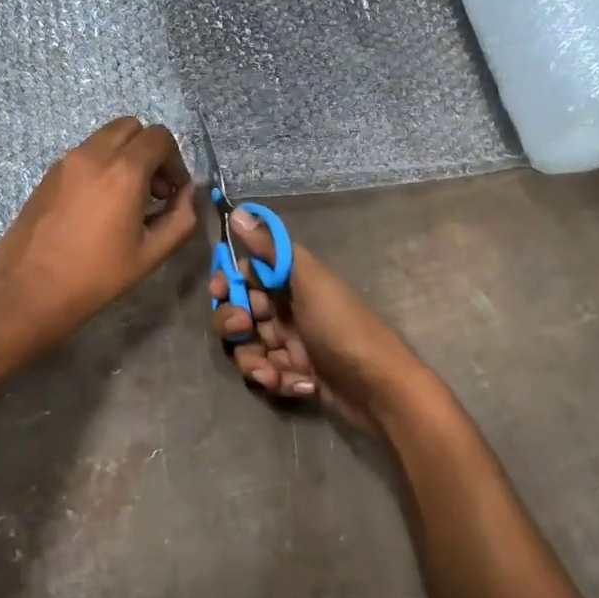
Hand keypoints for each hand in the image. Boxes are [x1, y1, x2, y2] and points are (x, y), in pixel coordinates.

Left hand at [0, 117, 195, 381]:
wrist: (30, 290)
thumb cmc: (96, 276)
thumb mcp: (152, 254)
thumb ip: (180, 218)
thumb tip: (187, 195)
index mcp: (124, 171)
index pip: (160, 138)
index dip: (175, 162)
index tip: (173, 192)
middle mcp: (94, 155)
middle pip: (131, 127)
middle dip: (149, 152)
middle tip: (152, 190)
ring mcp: (66, 162)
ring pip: (105, 138)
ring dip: (124, 157)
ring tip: (125, 200)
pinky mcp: (48, 174)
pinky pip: (84, 154)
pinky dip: (101, 166)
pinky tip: (99, 207)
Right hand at [210, 211, 429, 431]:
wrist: (379, 387)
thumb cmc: (343, 327)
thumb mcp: (309, 281)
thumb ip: (271, 249)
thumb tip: (239, 211)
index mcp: (292, 282)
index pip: (246, 275)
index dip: (227, 282)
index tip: (219, 291)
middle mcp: (288, 310)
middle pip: (239, 313)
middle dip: (233, 325)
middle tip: (245, 330)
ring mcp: (292, 345)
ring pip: (249, 349)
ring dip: (254, 362)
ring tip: (272, 373)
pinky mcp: (296, 375)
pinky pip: (269, 375)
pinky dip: (279, 381)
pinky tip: (300, 385)